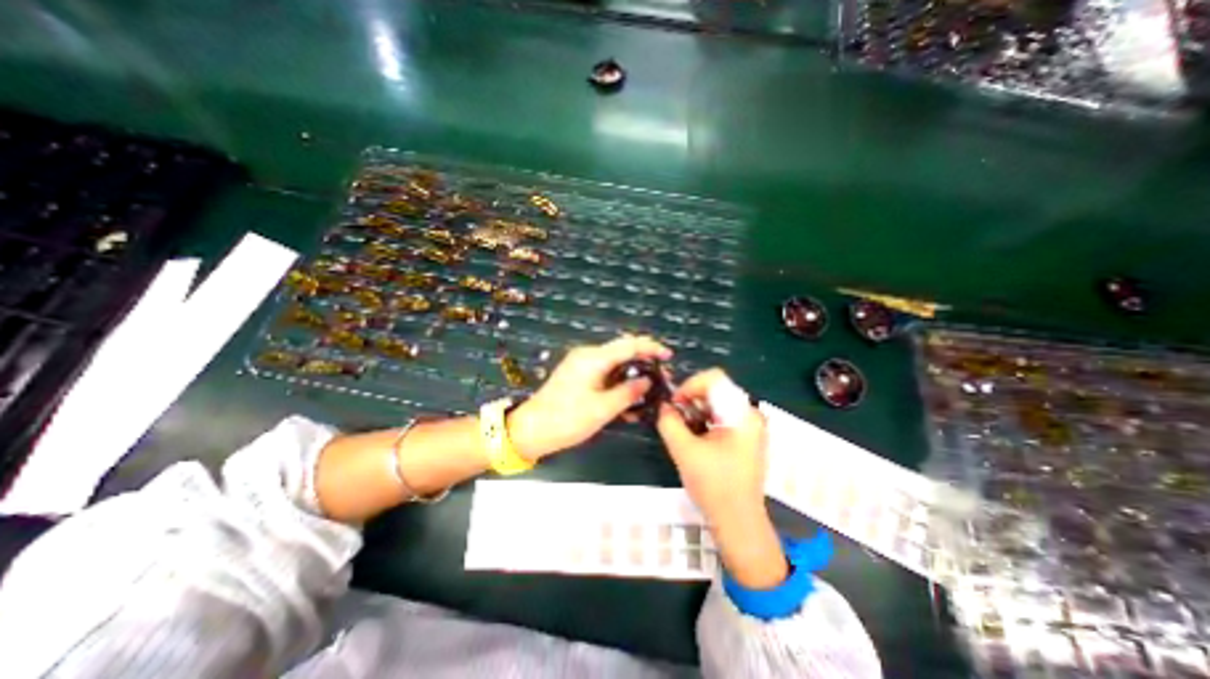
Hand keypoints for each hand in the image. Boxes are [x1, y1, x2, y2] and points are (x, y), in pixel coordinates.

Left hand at [504, 334, 670, 458]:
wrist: (531, 430)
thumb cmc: (566, 419)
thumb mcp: (602, 409)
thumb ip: (628, 393)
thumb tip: (647, 381)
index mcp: (594, 358)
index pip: (628, 344)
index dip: (651, 347)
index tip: (668, 357)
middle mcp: (588, 356)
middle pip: (622, 352)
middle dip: (644, 363)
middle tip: (662, 379)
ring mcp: (582, 366)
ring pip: (615, 365)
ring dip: (632, 376)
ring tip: (650, 392)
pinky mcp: (579, 377)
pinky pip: (605, 375)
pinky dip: (619, 384)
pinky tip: (629, 401)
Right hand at [658, 371, 789, 589]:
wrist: (738, 522)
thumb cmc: (714, 486)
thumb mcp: (684, 451)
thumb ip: (669, 422)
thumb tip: (663, 406)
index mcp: (742, 414)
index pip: (714, 379)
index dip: (689, 385)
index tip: (674, 404)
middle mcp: (750, 414)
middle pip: (716, 389)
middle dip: (690, 399)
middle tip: (674, 417)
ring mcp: (750, 426)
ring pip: (717, 403)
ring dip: (695, 410)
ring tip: (682, 429)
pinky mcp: (745, 438)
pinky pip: (721, 416)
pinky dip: (704, 420)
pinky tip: (694, 437)